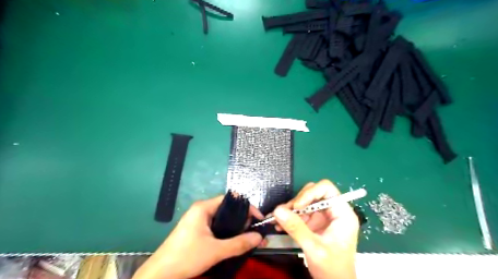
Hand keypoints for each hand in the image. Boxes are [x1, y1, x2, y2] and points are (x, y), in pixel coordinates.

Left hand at [132, 195, 263, 278]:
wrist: (159, 275)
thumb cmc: (186, 257)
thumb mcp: (215, 251)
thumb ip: (239, 243)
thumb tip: (259, 237)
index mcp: (203, 207)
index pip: (231, 199)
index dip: (246, 207)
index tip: (258, 218)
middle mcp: (201, 210)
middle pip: (227, 208)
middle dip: (243, 218)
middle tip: (254, 229)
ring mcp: (197, 220)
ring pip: (222, 218)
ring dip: (235, 226)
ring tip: (247, 235)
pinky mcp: (196, 230)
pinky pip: (216, 226)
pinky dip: (227, 231)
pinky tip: (234, 240)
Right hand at [271, 179, 357, 278]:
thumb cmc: (332, 269)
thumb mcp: (314, 248)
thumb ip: (296, 228)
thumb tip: (277, 210)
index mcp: (342, 214)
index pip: (326, 189)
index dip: (310, 193)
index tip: (297, 206)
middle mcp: (333, 211)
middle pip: (314, 193)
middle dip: (298, 201)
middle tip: (285, 212)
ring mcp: (323, 217)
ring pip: (305, 202)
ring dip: (291, 210)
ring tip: (279, 220)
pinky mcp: (315, 223)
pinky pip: (301, 213)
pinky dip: (290, 217)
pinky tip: (280, 225)